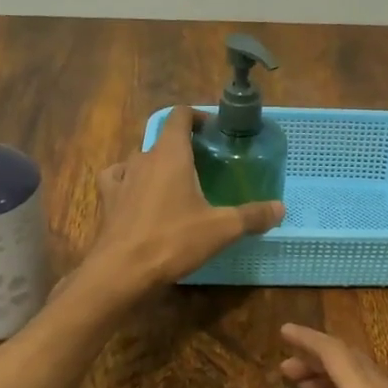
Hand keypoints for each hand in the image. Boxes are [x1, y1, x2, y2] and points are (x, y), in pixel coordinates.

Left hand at [81, 104, 283, 298]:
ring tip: (174, 182)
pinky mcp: (107, 201)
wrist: (122, 271)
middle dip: (181, 146)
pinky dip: (129, 181)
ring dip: (156, 164)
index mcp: (171, 154)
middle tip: (202, 165)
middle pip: (162, 140)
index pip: (179, 116)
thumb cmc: (173, 241)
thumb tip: (280, 208)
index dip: (196, 117)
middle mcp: (143, 159)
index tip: (212, 130)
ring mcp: (121, 179)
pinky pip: (117, 179)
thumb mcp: (221, 229)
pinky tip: (137, 194)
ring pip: (139, 159)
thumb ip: (252, 216)